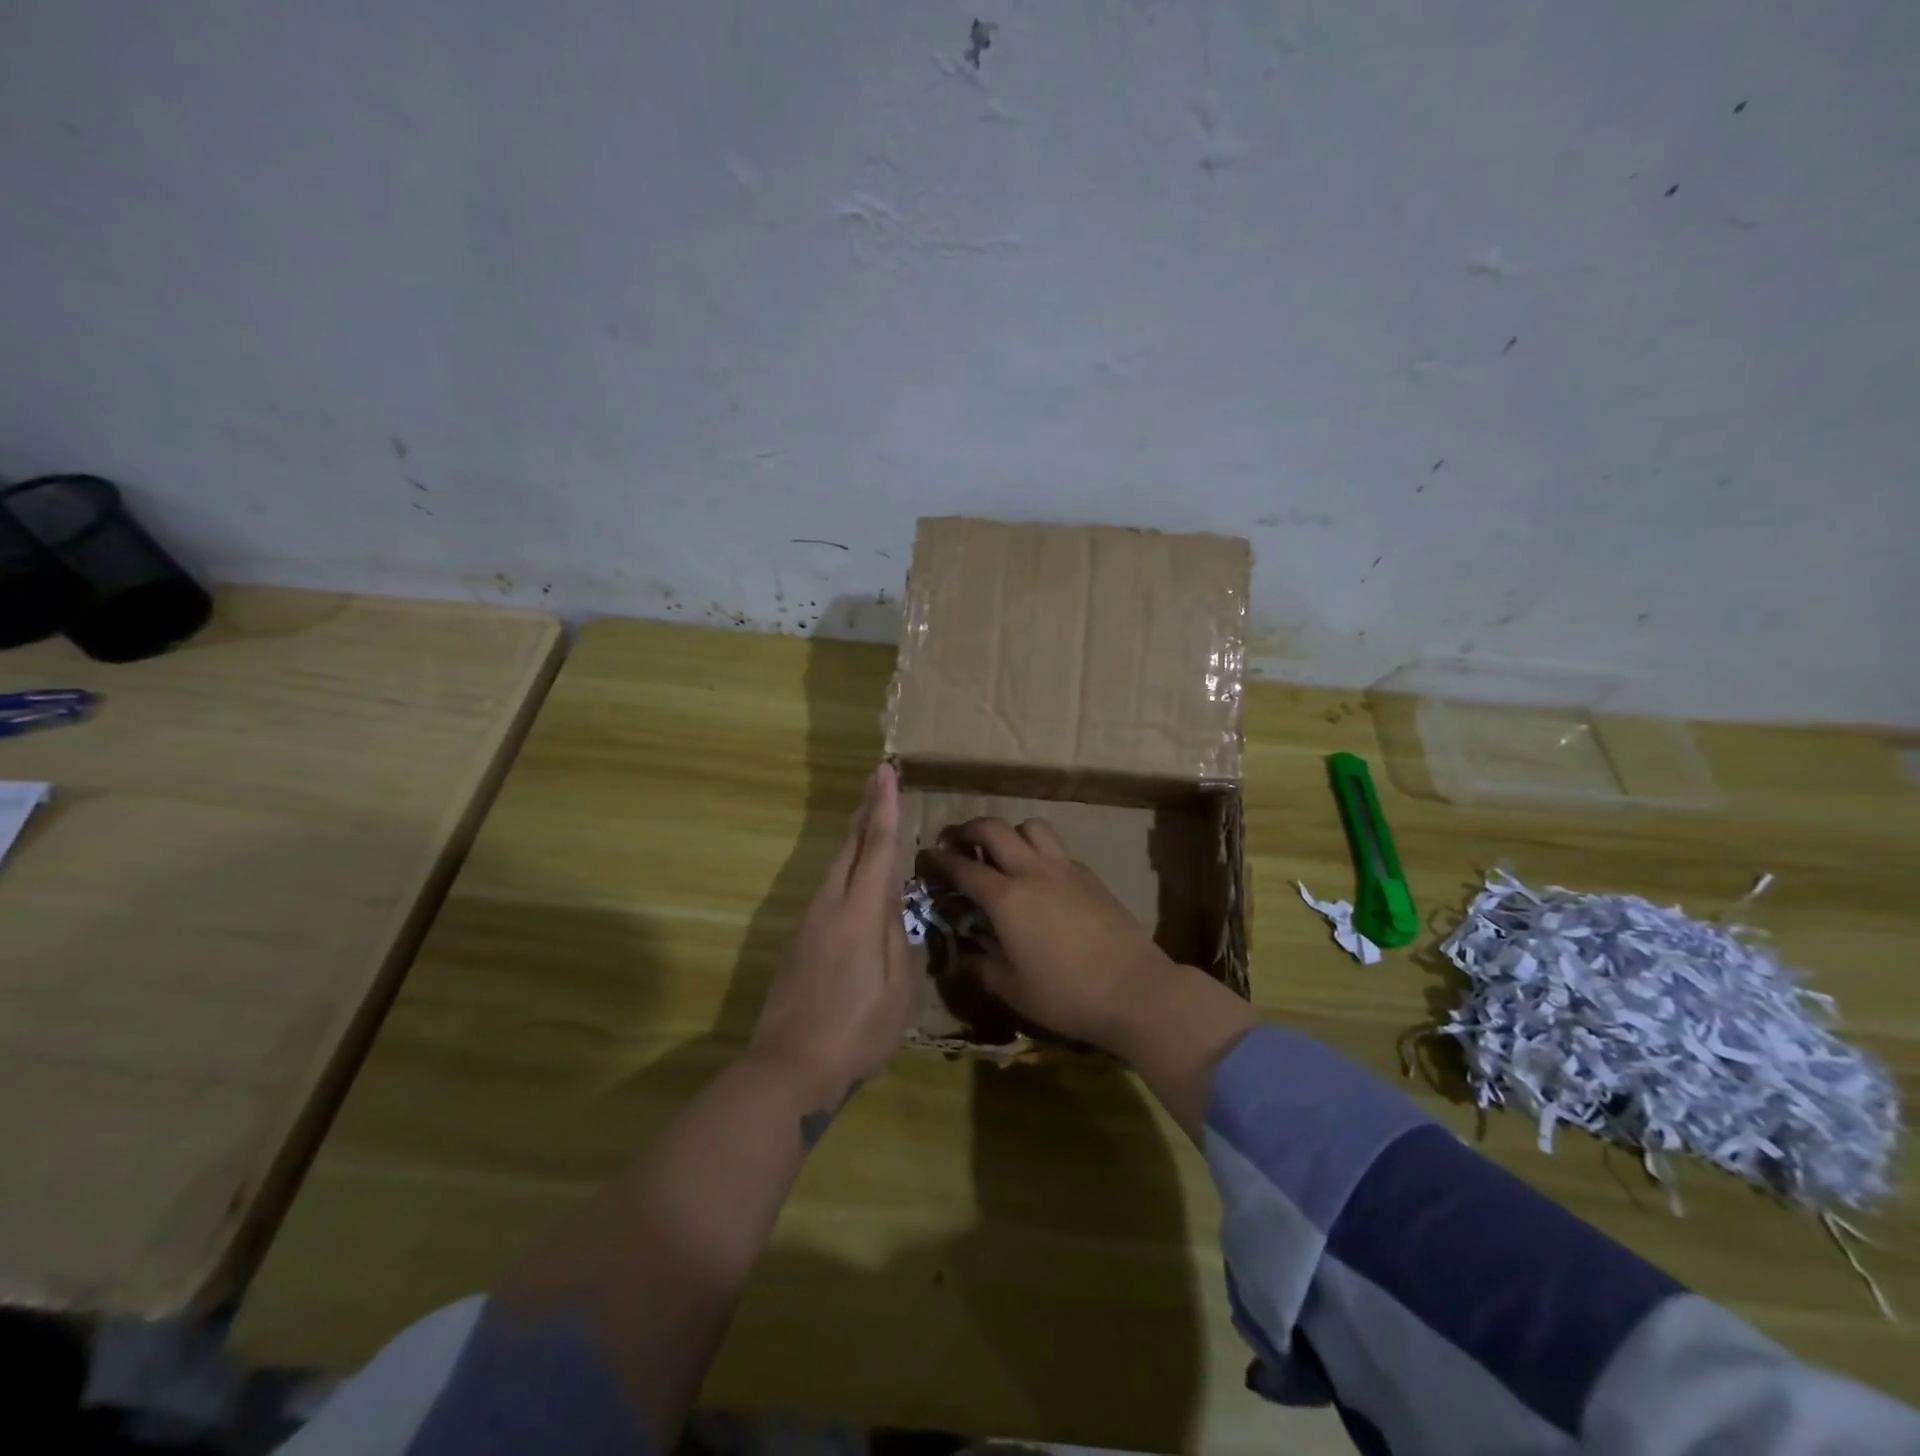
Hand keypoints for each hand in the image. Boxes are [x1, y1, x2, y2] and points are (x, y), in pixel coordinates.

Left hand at [750, 763, 914, 1114]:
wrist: (789, 1067)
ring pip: (835, 866)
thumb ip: (898, 939)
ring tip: (871, 818)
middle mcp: (830, 905)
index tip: (886, 772)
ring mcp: (809, 921)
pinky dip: (846, 868)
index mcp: (859, 913)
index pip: (877, 847)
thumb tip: (892, 908)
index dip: (885, 808)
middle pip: (850, 846)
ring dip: (854, 837)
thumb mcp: (897, 990)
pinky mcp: (799, 939)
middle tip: (878, 780)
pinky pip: (828, 888)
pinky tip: (855, 875)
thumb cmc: (856, 1032)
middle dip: (865, 810)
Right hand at [926, 817, 1177, 1052]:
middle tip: (957, 842)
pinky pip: (1056, 848)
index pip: (964, 867)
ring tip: (1002, 852)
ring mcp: (1064, 868)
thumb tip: (966, 952)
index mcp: (1006, 899)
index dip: (941, 859)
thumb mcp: (1012, 989)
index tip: (929, 856)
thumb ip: (983, 965)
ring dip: (1009, 832)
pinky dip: (1038, 850)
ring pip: (1030, 826)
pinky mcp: (1089, 875)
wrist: (1133, 990)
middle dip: (968, 830)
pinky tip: (1040, 876)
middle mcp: (1032, 872)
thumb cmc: (1065, 995)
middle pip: (994, 829)